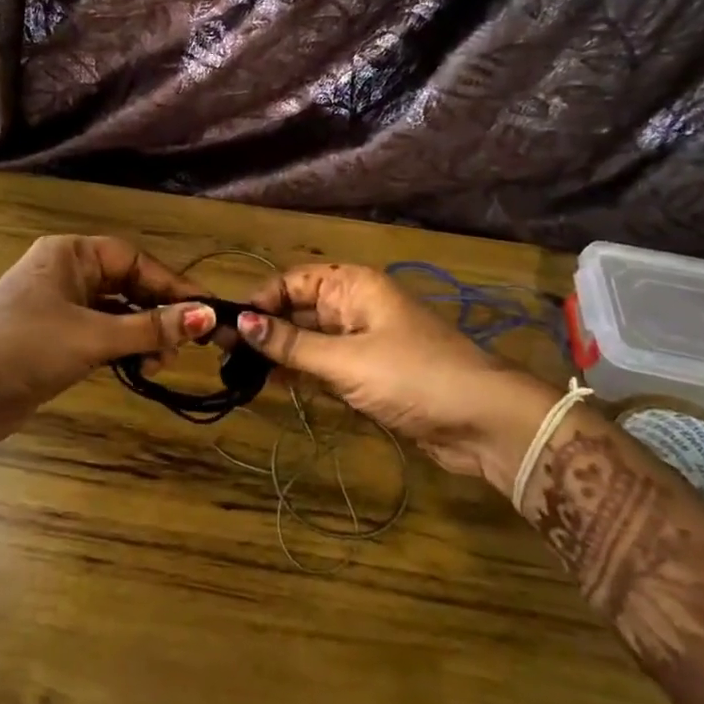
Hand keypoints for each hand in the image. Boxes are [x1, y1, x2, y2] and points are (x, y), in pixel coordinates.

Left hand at [0, 235, 215, 452]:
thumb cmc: (28, 348)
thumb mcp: (93, 336)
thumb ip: (151, 328)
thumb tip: (208, 316)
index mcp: (70, 255)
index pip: (134, 260)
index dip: (171, 285)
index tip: (206, 311)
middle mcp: (66, 273)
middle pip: (127, 285)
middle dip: (157, 314)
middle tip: (185, 344)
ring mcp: (58, 306)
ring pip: (116, 312)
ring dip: (142, 336)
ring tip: (159, 363)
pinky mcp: (55, 338)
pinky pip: (101, 334)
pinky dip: (123, 348)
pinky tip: (140, 368)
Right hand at [238, 264, 560, 486]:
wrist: (482, 422)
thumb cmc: (412, 376)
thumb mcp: (345, 360)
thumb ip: (291, 345)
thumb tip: (239, 323)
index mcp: (353, 285)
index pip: (293, 281)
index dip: (260, 301)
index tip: (228, 326)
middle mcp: (355, 306)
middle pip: (298, 309)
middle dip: (264, 329)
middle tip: (221, 351)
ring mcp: (363, 341)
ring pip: (309, 340)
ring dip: (278, 353)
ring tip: (236, 369)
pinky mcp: (369, 374)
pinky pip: (324, 365)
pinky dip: (300, 373)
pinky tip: (271, 383)